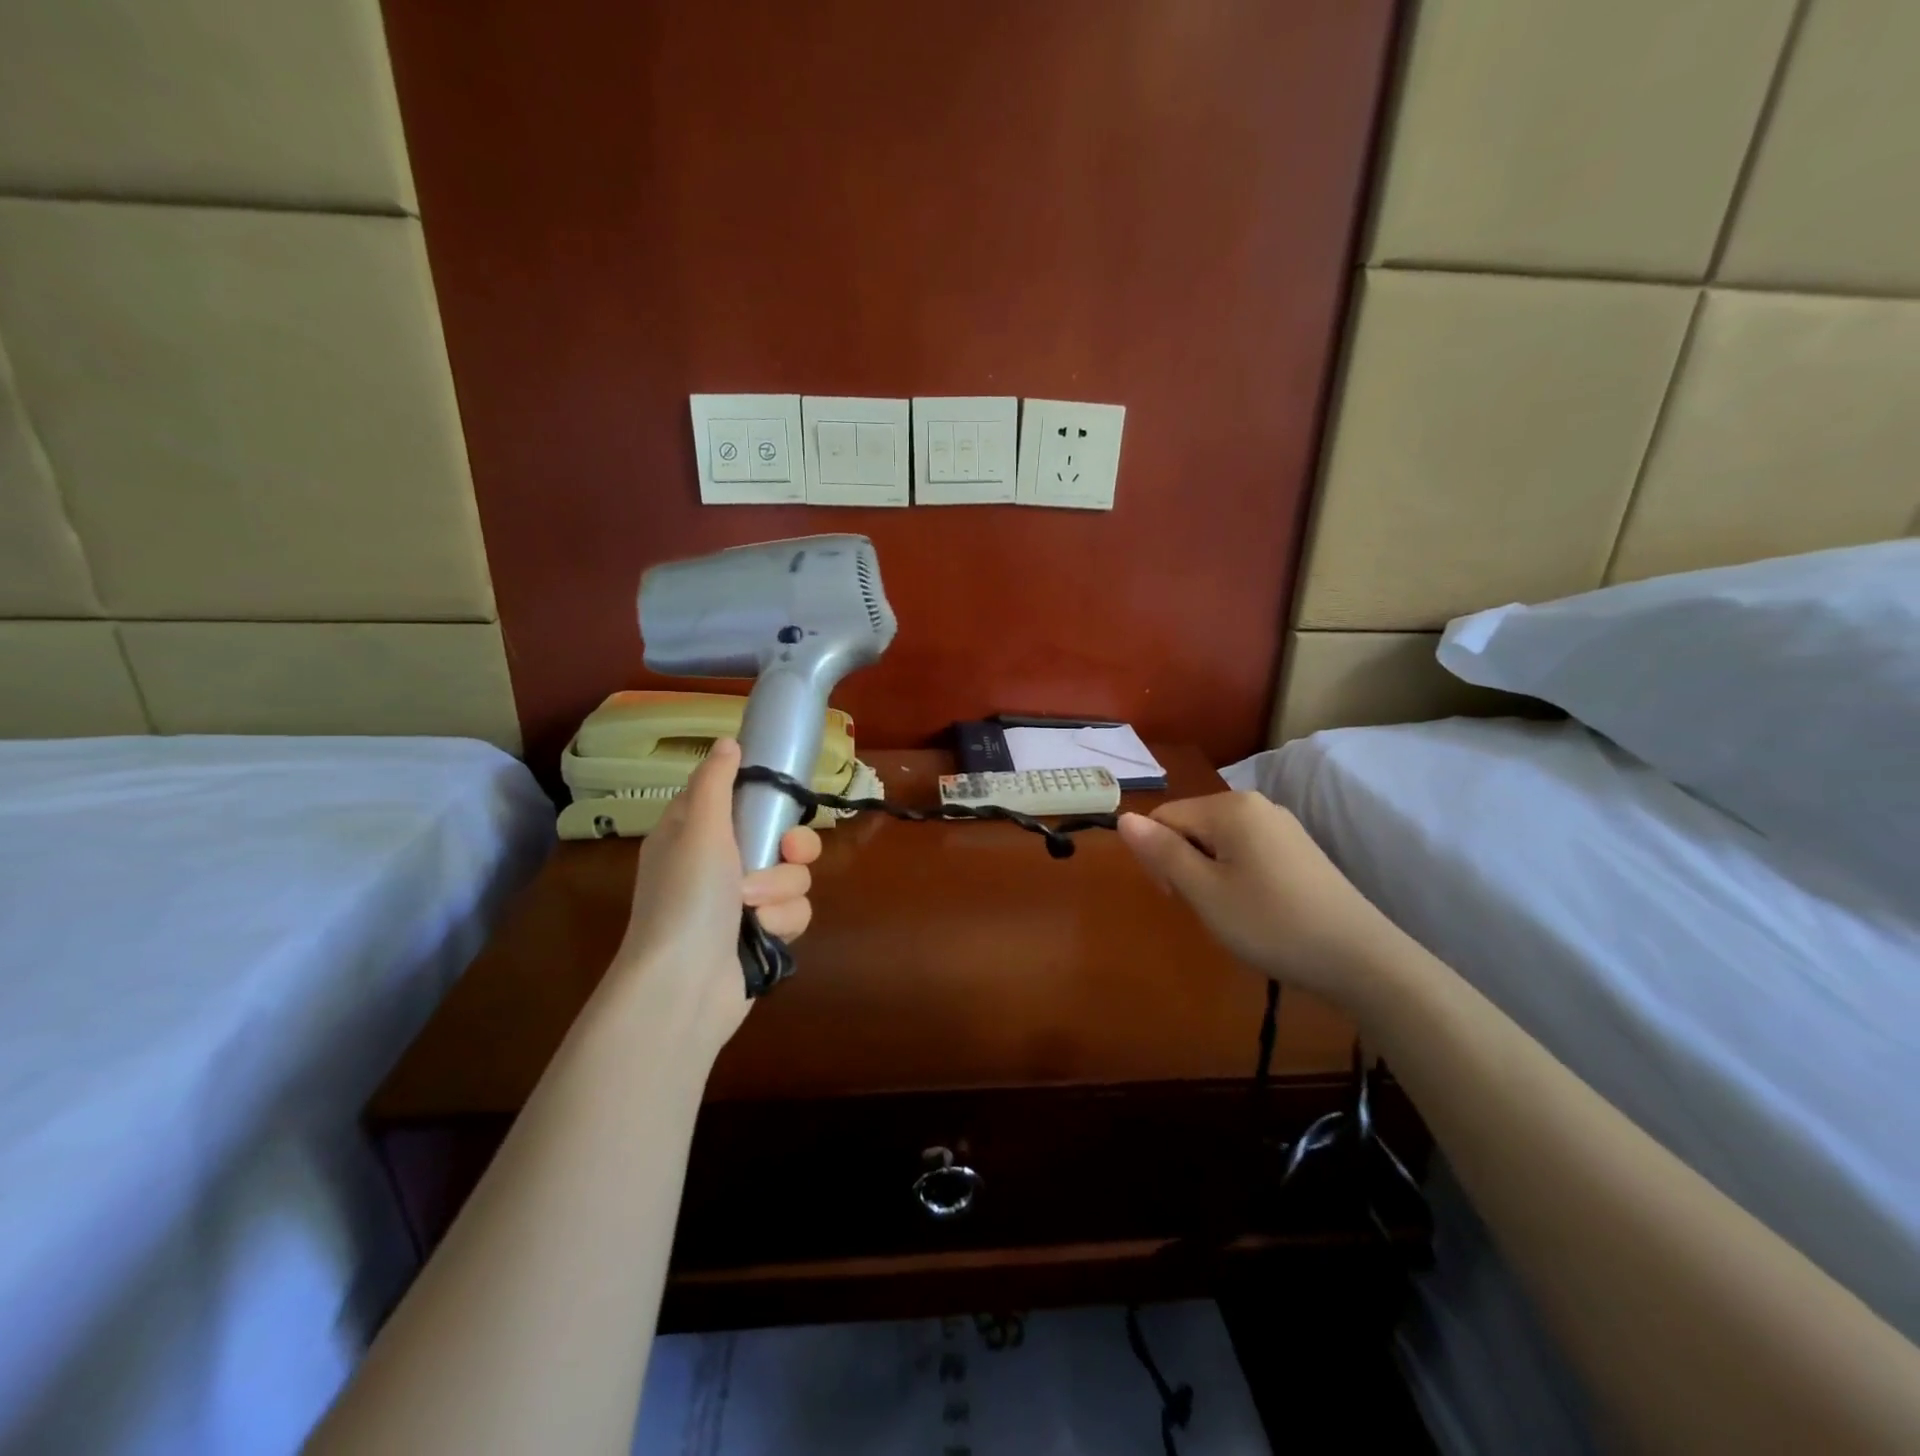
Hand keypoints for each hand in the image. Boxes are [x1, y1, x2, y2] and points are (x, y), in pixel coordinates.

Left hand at [613, 738, 821, 1052]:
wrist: (684, 986)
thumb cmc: (686, 899)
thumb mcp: (698, 828)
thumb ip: (717, 783)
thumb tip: (728, 741)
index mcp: (695, 833)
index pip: (738, 798)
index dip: (764, 796)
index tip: (783, 796)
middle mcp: (719, 864)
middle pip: (780, 836)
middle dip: (790, 848)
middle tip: (786, 852)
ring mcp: (742, 902)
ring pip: (793, 876)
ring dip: (780, 890)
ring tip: (754, 910)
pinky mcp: (762, 934)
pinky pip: (795, 911)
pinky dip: (782, 922)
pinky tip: (762, 935)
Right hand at [1118, 791, 1389, 1000]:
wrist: (1361, 959)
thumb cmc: (1271, 923)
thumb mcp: (1204, 892)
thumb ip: (1162, 852)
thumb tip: (1124, 818)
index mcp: (1230, 807)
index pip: (1165, 817)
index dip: (1157, 857)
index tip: (1175, 898)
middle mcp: (1256, 805)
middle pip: (1192, 825)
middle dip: (1183, 863)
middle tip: (1203, 909)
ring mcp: (1282, 826)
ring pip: (1218, 841)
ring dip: (1208, 873)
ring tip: (1229, 913)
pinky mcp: (1299, 850)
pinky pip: (1246, 851)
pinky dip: (1236, 876)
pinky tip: (1254, 909)